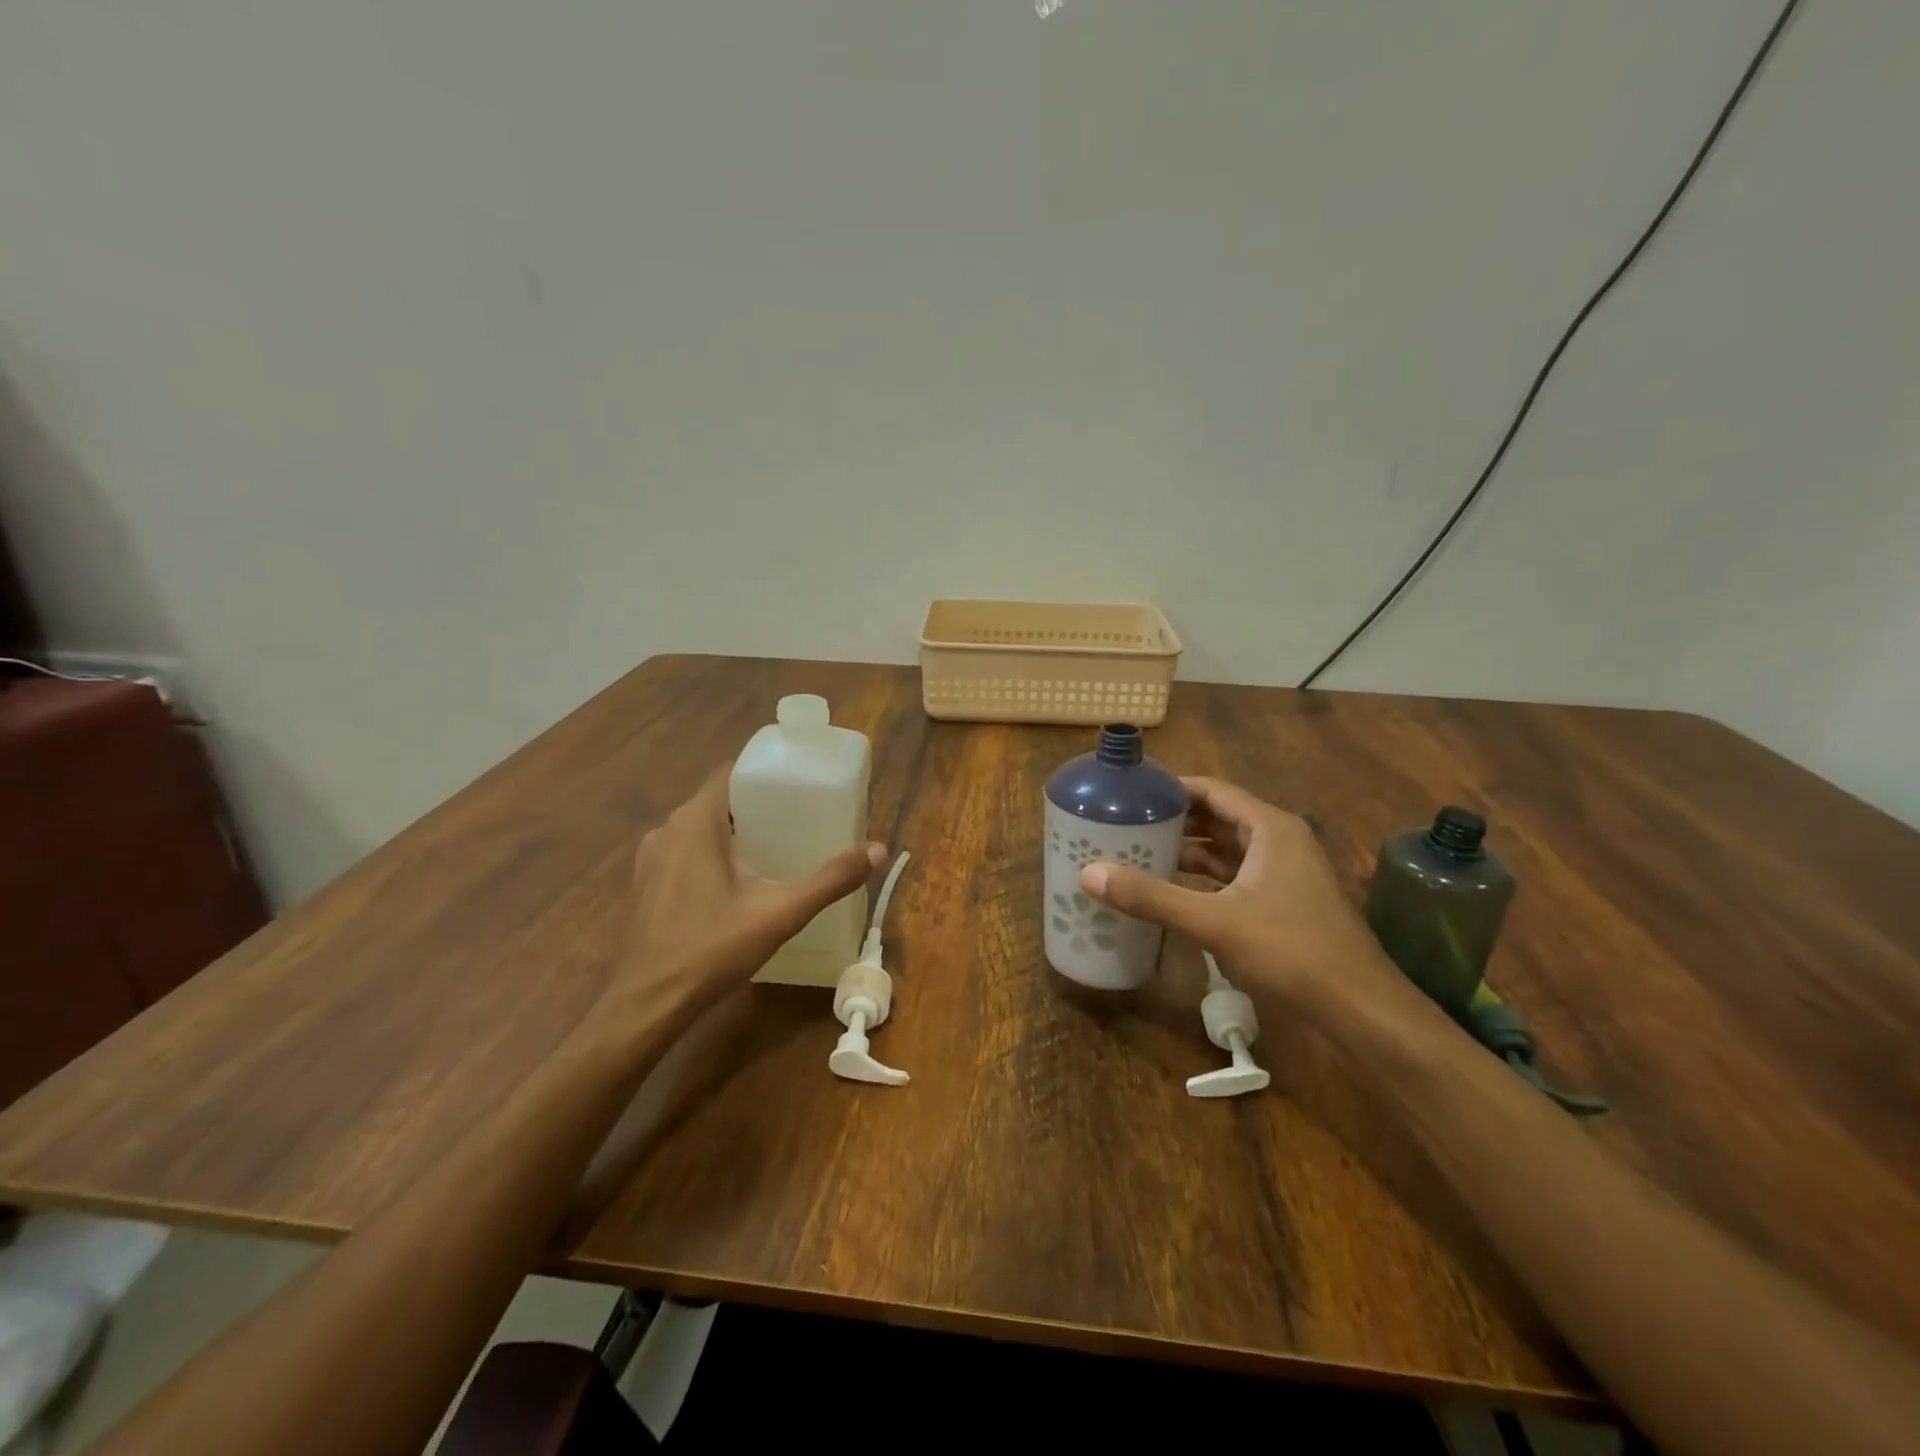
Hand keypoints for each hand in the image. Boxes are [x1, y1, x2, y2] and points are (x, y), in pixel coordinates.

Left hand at [613, 766, 884, 1018]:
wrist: (647, 1005)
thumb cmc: (712, 949)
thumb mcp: (780, 913)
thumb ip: (830, 880)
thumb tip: (878, 850)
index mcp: (694, 823)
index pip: (730, 773)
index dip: (765, 772)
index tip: (799, 782)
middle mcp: (667, 830)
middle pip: (718, 800)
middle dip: (757, 805)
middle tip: (799, 817)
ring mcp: (651, 859)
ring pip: (700, 828)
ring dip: (734, 831)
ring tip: (776, 846)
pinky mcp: (646, 885)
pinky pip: (685, 852)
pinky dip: (712, 854)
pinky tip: (740, 881)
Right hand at [1079, 776, 1395, 1014]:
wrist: (1360, 1009)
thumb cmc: (1291, 951)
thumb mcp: (1215, 921)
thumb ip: (1152, 897)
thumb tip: (1089, 873)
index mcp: (1270, 829)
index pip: (1213, 791)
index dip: (1171, 787)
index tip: (1130, 791)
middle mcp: (1280, 842)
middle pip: (1218, 818)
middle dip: (1174, 820)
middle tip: (1124, 822)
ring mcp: (1285, 874)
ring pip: (1226, 851)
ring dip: (1187, 851)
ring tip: (1138, 851)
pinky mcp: (1283, 904)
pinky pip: (1234, 878)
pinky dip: (1203, 879)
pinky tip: (1172, 890)